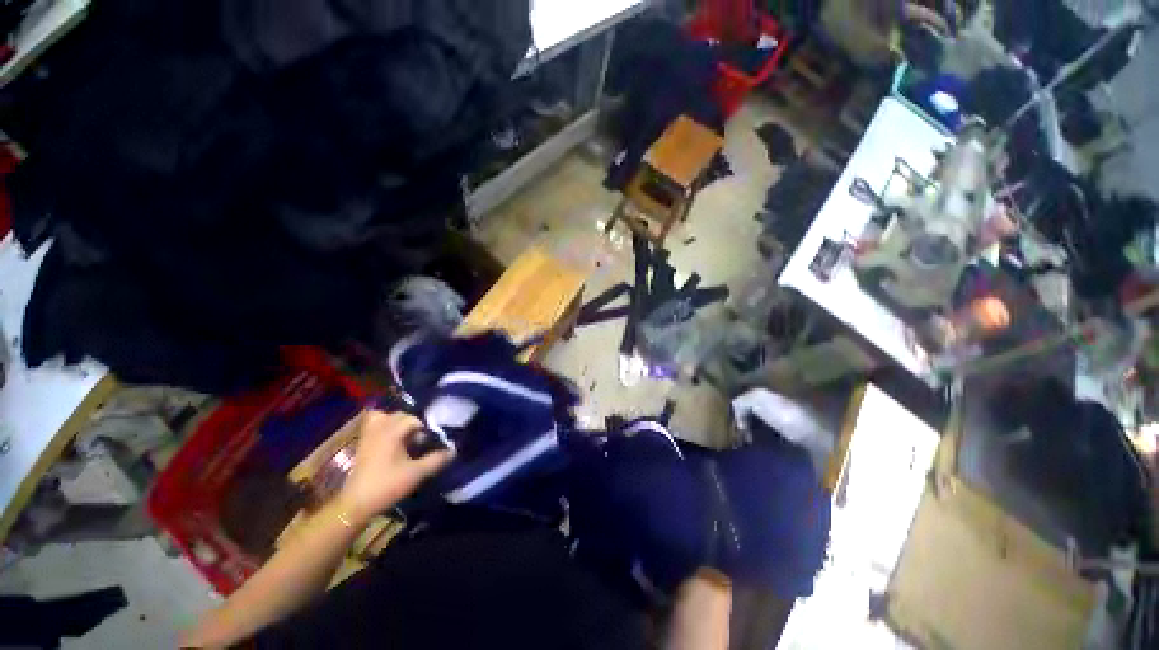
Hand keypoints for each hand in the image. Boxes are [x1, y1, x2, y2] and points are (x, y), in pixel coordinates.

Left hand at [336, 410, 453, 524]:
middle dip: (412, 424)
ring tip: (406, 436)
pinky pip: (373, 426)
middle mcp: (379, 429)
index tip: (430, 442)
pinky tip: (392, 441)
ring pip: (383, 418)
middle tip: (420, 440)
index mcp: (392, 432)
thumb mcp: (417, 473)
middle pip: (399, 416)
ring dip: (396, 423)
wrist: (356, 504)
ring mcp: (368, 436)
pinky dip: (383, 427)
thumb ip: (437, 459)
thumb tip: (454, 451)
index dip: (425, 429)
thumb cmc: (387, 485)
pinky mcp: (362, 445)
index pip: (413, 419)